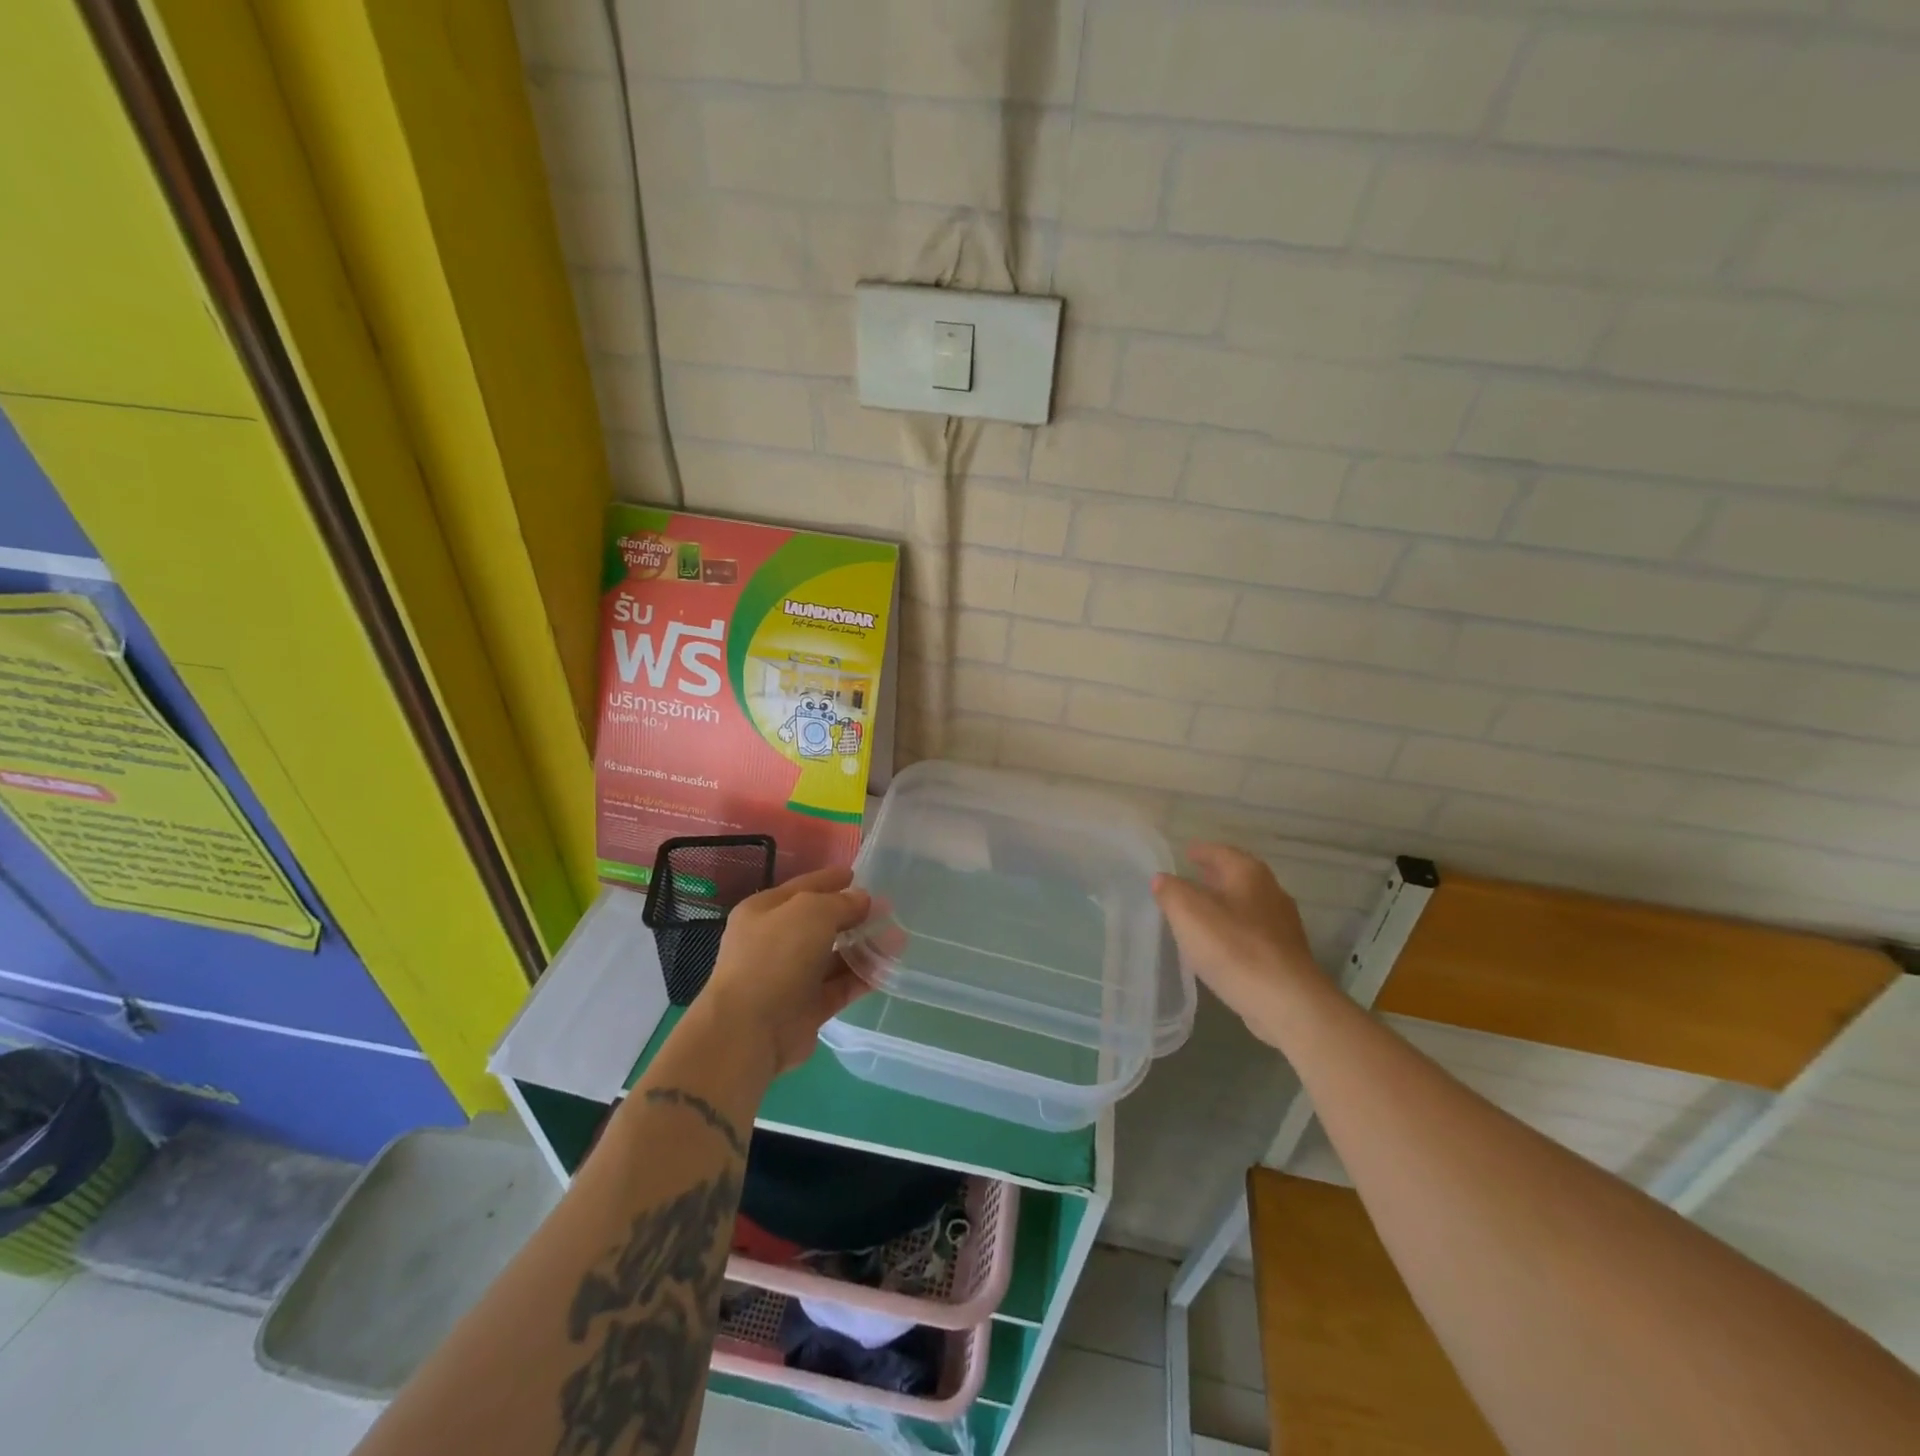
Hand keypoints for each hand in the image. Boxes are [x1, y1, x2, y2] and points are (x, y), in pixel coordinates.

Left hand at [699, 866, 873, 1077]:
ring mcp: (791, 977)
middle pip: (822, 923)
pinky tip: (888, 969)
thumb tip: (862, 900)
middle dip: (855, 916)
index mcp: (764, 911)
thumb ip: (841, 903)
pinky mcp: (807, 1008)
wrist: (750, 1030)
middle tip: (890, 911)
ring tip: (899, 940)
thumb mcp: (811, 912)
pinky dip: (862, 978)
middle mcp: (775, 942)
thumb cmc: (776, 956)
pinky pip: (840, 986)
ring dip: (865, 947)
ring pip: (835, 956)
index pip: (804, 888)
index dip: (832, 880)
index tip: (860, 875)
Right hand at [1152, 843, 1328, 1048]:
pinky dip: (1234, 930)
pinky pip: (1252, 932)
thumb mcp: (1188, 913)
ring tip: (1199, 913)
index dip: (1201, 851)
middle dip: (1214, 877)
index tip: (1185, 853)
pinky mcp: (1285, 955)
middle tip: (1190, 879)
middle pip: (1237, 876)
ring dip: (1224, 905)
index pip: (1221, 852)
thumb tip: (1162, 879)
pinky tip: (1219, 944)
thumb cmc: (1234, 948)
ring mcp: (1282, 925)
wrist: (1286, 1002)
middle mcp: (1271, 892)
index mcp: (1249, 874)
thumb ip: (1171, 891)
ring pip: (1246, 905)